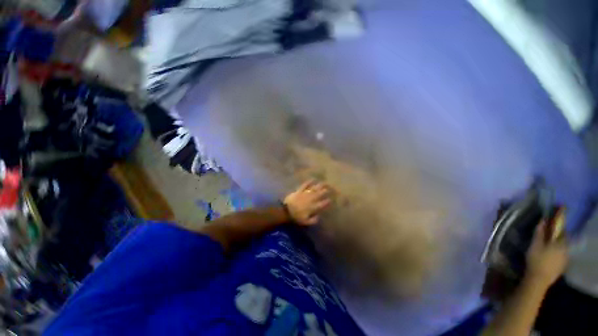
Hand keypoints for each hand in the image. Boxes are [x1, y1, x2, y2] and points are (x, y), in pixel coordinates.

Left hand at [283, 180, 331, 225]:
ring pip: (314, 188)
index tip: (331, 200)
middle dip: (326, 191)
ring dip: (320, 185)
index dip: (327, 201)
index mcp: (313, 207)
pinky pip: (305, 185)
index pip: (323, 203)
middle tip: (331, 188)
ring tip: (325, 182)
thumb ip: (313, 220)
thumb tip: (319, 217)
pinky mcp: (300, 190)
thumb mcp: (306, 222)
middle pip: (320, 194)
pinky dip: (309, 182)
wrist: (286, 211)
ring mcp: (305, 193)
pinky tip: (313, 179)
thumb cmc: (296, 217)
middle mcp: (311, 199)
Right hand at [525, 221, 568, 288]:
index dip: (557, 228)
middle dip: (556, 239)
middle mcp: (566, 251)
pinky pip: (561, 258)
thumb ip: (539, 233)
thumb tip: (543, 221)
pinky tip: (549, 257)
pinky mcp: (562, 267)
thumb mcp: (535, 245)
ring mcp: (565, 261)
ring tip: (547, 248)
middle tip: (547, 238)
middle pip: (563, 242)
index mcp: (561, 244)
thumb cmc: (536, 259)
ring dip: (556, 247)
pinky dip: (556, 255)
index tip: (550, 226)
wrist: (538, 279)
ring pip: (562, 250)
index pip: (562, 232)